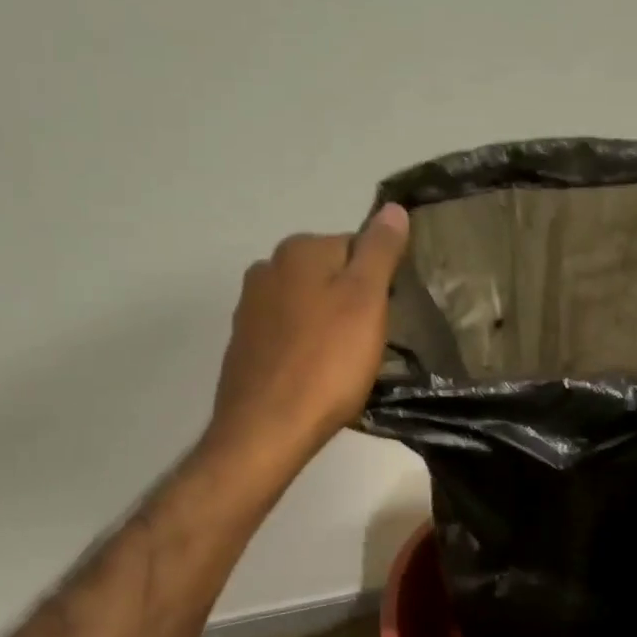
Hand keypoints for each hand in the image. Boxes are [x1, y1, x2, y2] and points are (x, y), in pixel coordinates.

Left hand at [208, 204, 410, 465]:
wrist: (267, 428)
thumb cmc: (327, 361)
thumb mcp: (367, 299)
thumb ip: (380, 250)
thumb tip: (392, 208)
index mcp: (299, 250)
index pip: (356, 247)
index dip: (378, 282)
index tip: (384, 317)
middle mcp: (267, 269)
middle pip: (330, 275)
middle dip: (352, 302)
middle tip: (368, 343)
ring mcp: (250, 308)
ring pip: (309, 306)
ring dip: (329, 326)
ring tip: (344, 364)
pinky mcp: (244, 345)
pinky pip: (288, 335)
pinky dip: (306, 348)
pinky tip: (316, 376)